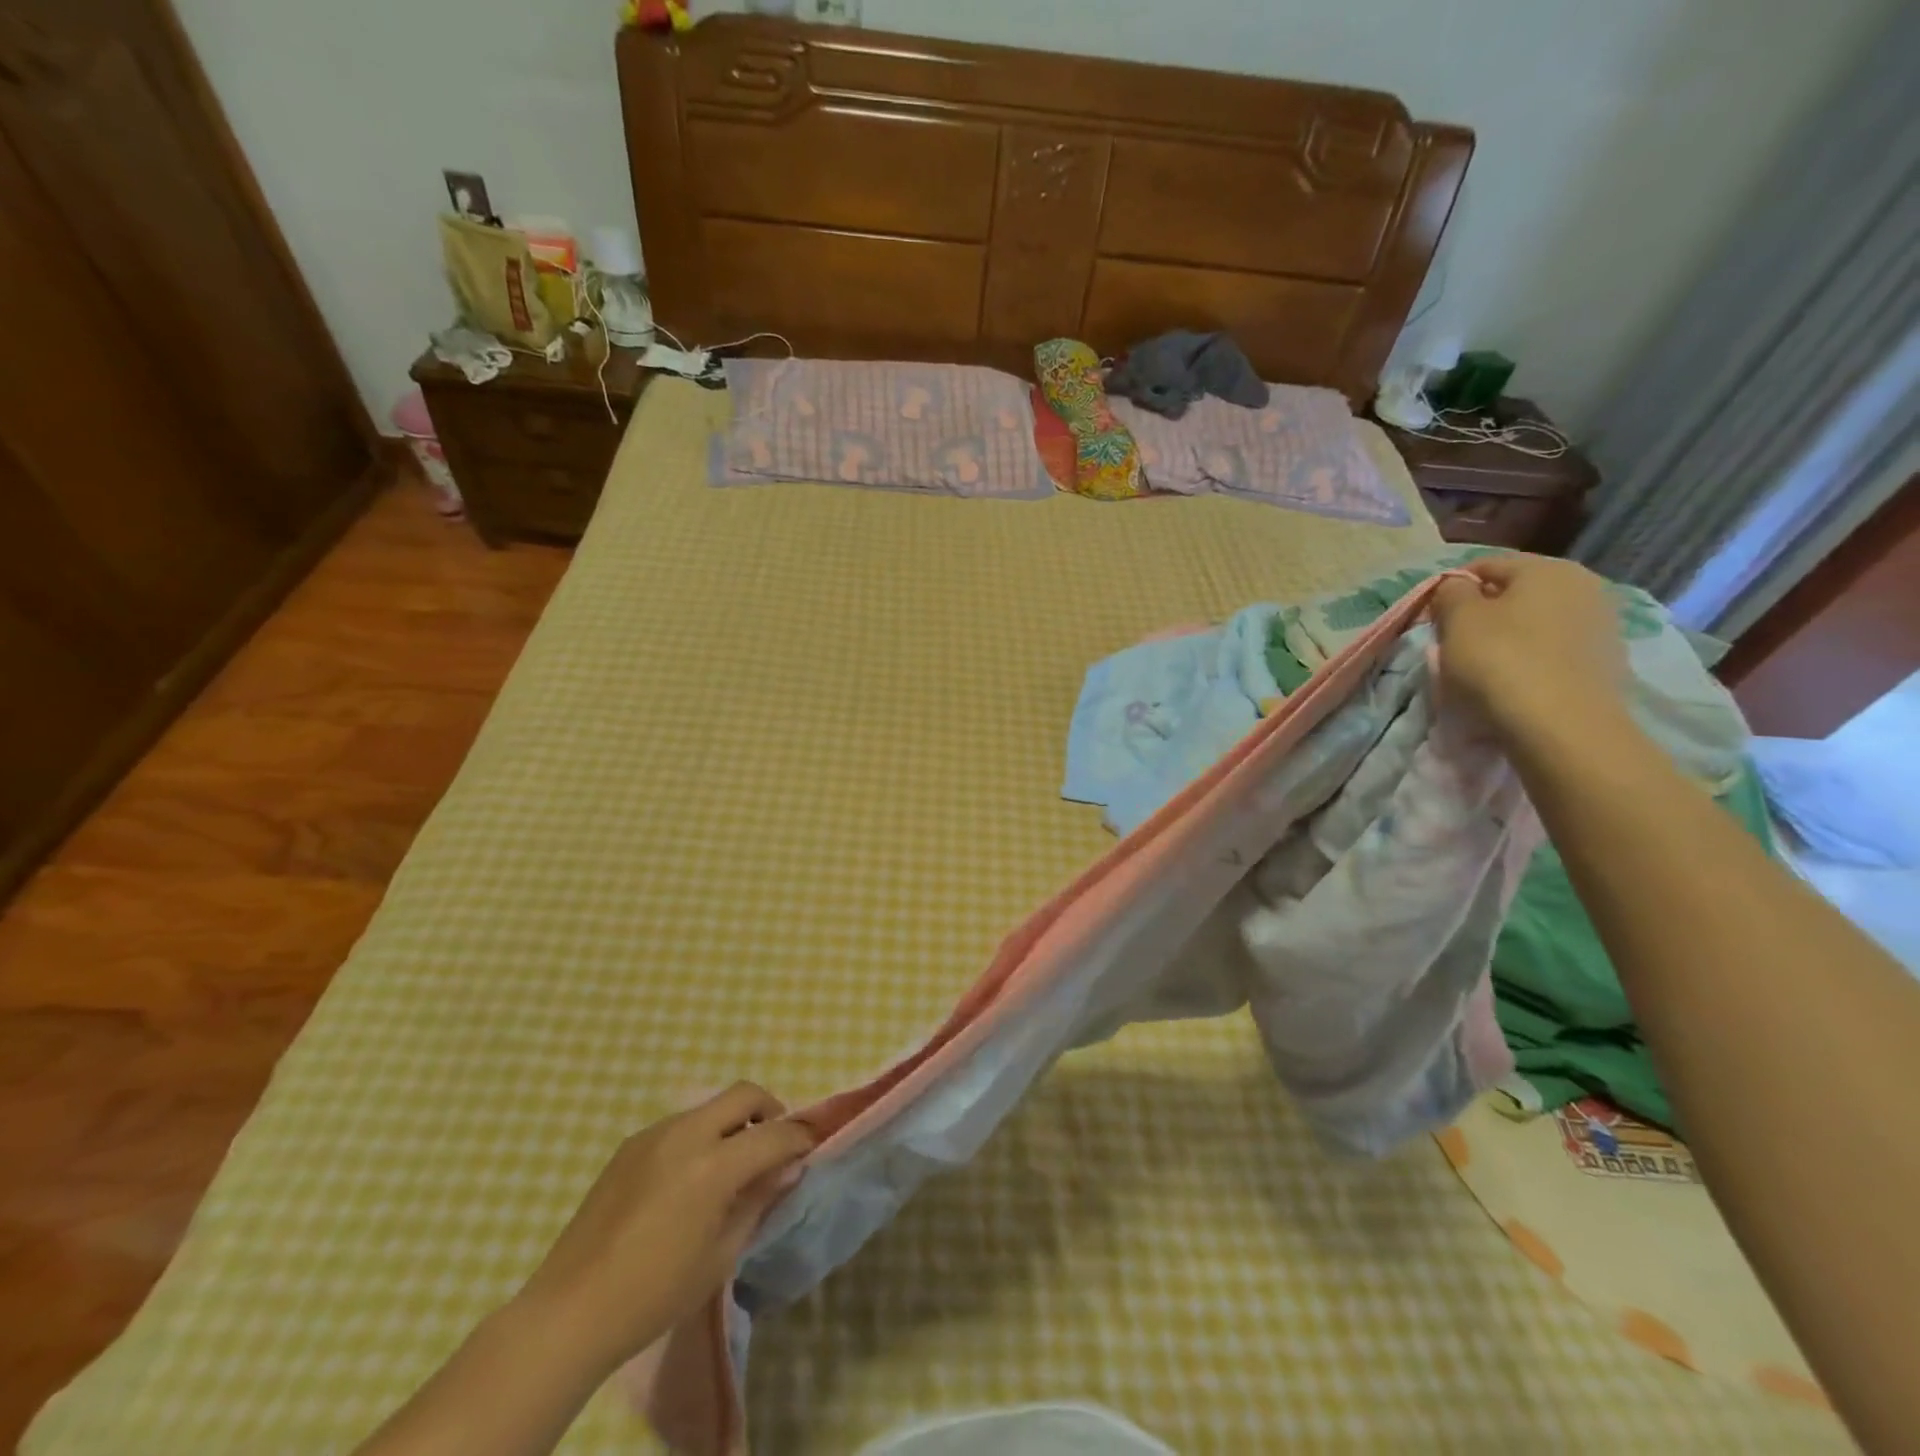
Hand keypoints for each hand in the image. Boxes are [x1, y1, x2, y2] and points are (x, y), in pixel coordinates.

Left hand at [511, 1083, 812, 1378]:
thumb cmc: (654, 1294)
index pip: (773, 1134)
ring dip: (732, 1123)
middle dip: (769, 1109)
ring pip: (710, 1106)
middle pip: (743, 1093)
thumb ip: (758, 1201)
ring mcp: (654, 1134)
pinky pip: (680, 1125)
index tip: (811, 1148)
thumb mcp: (721, 1254)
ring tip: (731, 1165)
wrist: (569, 1311)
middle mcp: (686, 1134)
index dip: (799, 1137)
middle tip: (774, 1143)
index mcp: (713, 1165)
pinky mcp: (630, 1144)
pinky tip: (689, 1179)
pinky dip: (700, 1136)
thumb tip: (788, 1168)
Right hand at [1431, 554, 1630, 750]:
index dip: (1451, 589)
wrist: (1561, 726)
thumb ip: (1451, 593)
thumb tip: (1456, 587)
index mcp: (1548, 568)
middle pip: (1515, 594)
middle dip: (1482, 614)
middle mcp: (1585, 586)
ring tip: (1481, 668)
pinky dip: (1531, 660)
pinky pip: (1554, 651)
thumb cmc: (1500, 661)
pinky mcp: (1606, 662)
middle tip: (1453, 643)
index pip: (1485, 566)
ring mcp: (1602, 625)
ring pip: (1535, 623)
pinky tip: (1513, 684)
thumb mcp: (1458, 620)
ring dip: (1507, 638)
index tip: (1432, 618)